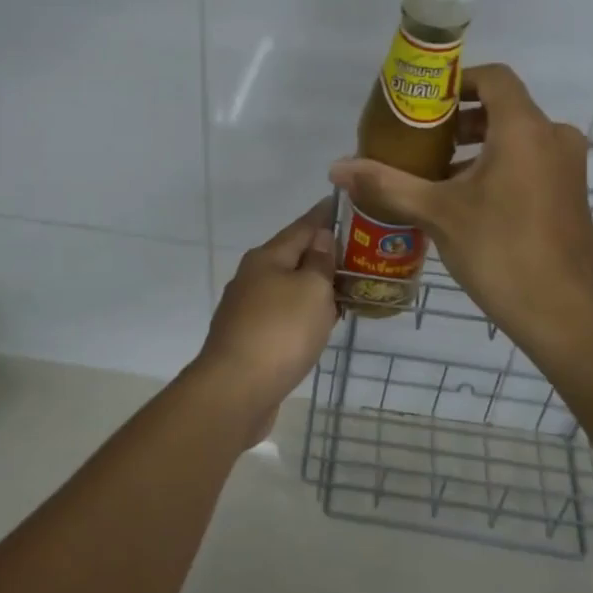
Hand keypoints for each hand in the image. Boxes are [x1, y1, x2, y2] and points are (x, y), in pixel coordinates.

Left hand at [192, 199, 338, 438]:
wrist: (236, 390)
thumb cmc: (280, 331)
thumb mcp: (311, 289)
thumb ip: (320, 262)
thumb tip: (320, 238)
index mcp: (267, 258)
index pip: (302, 227)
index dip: (323, 216)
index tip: (341, 202)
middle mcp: (252, 278)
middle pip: (292, 257)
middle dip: (320, 253)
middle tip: (355, 251)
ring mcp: (247, 310)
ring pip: (287, 288)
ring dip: (313, 285)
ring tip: (344, 286)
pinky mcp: (249, 339)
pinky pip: (283, 315)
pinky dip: (303, 312)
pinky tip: (319, 322)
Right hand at [329, 65, 592, 348]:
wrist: (563, 313)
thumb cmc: (500, 251)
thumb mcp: (437, 213)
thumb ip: (387, 183)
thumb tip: (337, 168)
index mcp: (524, 129)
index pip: (493, 77)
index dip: (457, 81)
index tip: (423, 104)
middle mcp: (553, 137)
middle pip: (503, 108)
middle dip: (459, 120)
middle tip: (420, 141)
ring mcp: (567, 166)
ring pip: (516, 137)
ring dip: (477, 147)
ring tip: (435, 174)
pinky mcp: (570, 192)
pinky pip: (530, 161)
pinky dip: (499, 166)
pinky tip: (466, 200)